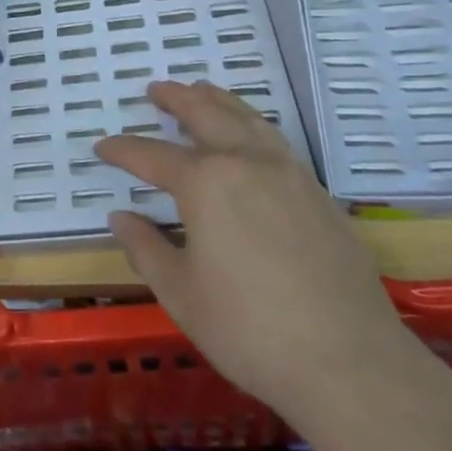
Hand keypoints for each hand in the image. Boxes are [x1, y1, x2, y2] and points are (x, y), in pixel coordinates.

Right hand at [98, 81, 407, 425]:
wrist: (349, 361)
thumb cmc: (249, 328)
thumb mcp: (180, 293)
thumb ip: (145, 249)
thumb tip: (120, 217)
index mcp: (205, 183)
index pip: (152, 156)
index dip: (123, 151)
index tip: (102, 146)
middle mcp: (246, 163)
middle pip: (206, 115)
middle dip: (177, 99)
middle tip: (155, 89)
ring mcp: (288, 174)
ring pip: (247, 119)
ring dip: (218, 100)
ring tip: (201, 90)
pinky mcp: (318, 194)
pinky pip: (276, 141)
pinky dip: (252, 123)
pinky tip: (250, 135)